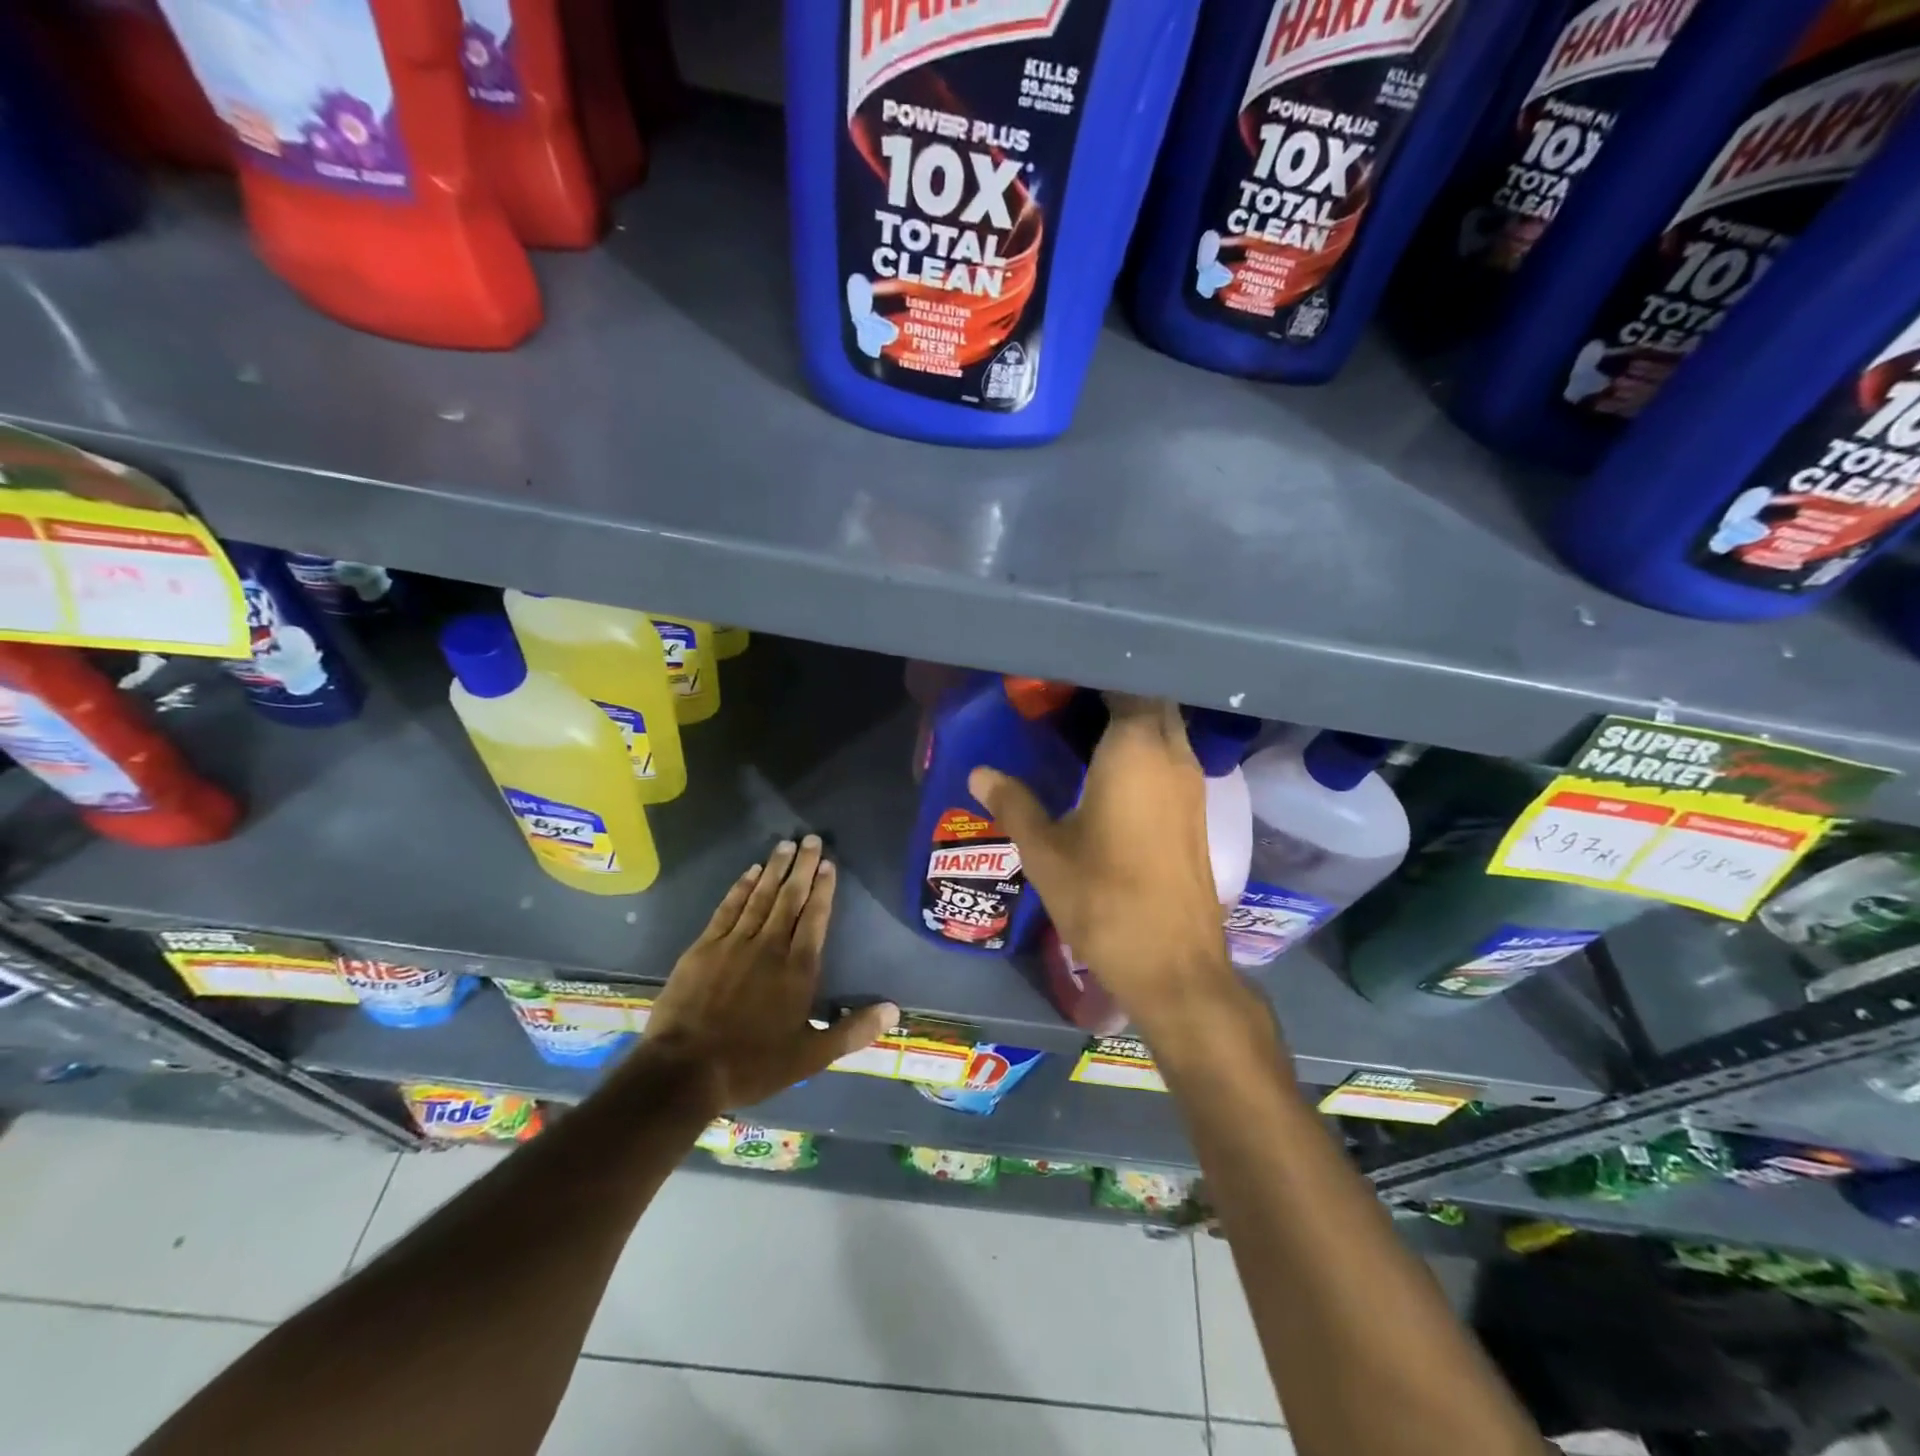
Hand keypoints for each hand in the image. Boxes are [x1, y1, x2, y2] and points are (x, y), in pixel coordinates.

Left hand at [638, 835, 898, 1111]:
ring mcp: (734, 944)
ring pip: (761, 897)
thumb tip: (894, 1011)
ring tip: (786, 845)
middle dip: (803, 867)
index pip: (815, 918)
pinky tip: (751, 872)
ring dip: (775, 869)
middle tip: (811, 839)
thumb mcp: (810, 1057)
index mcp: (798, 970)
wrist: (685, 1070)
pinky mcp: (704, 948)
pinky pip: (728, 908)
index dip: (823, 889)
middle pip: (790, 898)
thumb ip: (852, 1031)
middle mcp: (770, 947)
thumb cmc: (753, 1064)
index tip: (828, 864)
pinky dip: (741, 888)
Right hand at [969, 697, 1255, 1040]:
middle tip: (1066, 699)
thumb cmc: (1103, 899)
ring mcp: (1191, 783)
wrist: (1172, 963)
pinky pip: (1171, 755)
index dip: (1092, 675)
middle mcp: (1172, 754)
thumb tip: (979, 772)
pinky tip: (1109, 768)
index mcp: (1135, 750)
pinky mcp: (1196, 809)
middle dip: (1115, 691)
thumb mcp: (1045, 852)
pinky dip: (1146, 746)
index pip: (1123, 684)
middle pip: (1151, 700)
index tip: (1057, 677)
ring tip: (1082, 725)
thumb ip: (1014, 803)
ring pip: (1166, 727)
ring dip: (1133, 718)